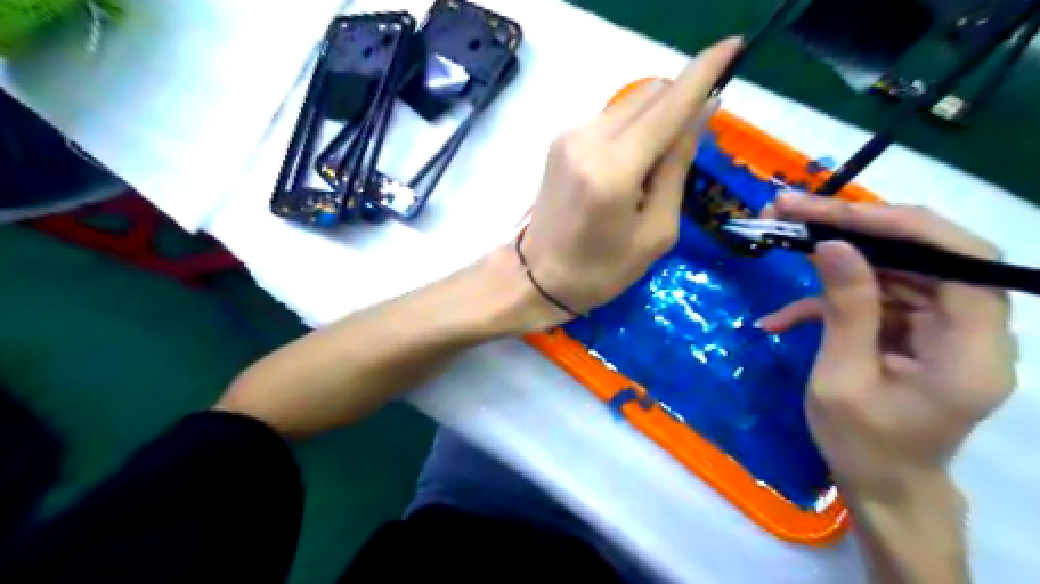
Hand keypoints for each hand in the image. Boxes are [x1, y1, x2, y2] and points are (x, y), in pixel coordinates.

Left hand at [521, 36, 738, 319]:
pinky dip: (632, 131)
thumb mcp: (657, 231)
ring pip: (630, 103)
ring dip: (655, 120)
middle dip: (680, 105)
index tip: (734, 48)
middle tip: (688, 147)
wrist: (538, 277)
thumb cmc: (603, 270)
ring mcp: (569, 136)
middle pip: (650, 94)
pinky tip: (628, 167)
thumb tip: (702, 112)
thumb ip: (677, 167)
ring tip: (652, 170)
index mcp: (614, 170)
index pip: (669, 105)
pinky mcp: (560, 140)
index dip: (705, 72)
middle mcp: (588, 139)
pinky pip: (611, 119)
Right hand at [758, 191, 1015, 496]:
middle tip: (793, 210)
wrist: (881, 486)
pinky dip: (827, 303)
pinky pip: (874, 300)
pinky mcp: (913, 332)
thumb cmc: (863, 446)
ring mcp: (941, 328)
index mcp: (971, 350)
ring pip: (893, 269)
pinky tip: (781, 320)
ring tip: (781, 238)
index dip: (901, 226)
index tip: (834, 213)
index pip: (960, 260)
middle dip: (855, 229)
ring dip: (835, 257)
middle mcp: (971, 330)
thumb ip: (845, 311)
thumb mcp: (841, 379)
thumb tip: (832, 245)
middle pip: (923, 254)